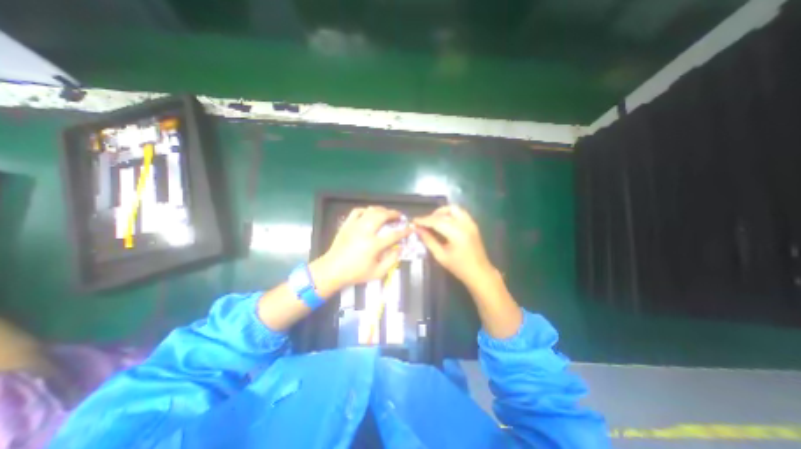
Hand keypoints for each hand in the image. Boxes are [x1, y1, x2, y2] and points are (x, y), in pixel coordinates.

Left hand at [316, 205, 408, 288]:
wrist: (332, 270)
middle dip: (393, 213)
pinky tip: (370, 213)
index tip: (410, 228)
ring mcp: (355, 226)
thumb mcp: (377, 273)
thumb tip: (400, 248)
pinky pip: (357, 211)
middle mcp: (365, 231)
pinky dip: (366, 210)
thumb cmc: (355, 273)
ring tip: (387, 213)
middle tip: (399, 215)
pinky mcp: (347, 224)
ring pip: (371, 210)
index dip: (404, 231)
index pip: (394, 235)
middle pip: (382, 216)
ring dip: (382, 210)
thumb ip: (392, 260)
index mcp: (373, 245)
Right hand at [416, 206, 523, 337]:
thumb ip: (429, 241)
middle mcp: (465, 224)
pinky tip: (444, 223)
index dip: (424, 220)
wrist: (480, 273)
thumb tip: (418, 230)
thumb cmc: (459, 267)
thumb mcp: (441, 256)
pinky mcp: (473, 224)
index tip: (413, 221)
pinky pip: (460, 213)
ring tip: (433, 221)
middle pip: (445, 212)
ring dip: (442, 212)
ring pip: (454, 209)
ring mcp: (471, 223)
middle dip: (432, 216)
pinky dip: (450, 214)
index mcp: (457, 233)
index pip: (437, 221)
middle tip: (423, 223)